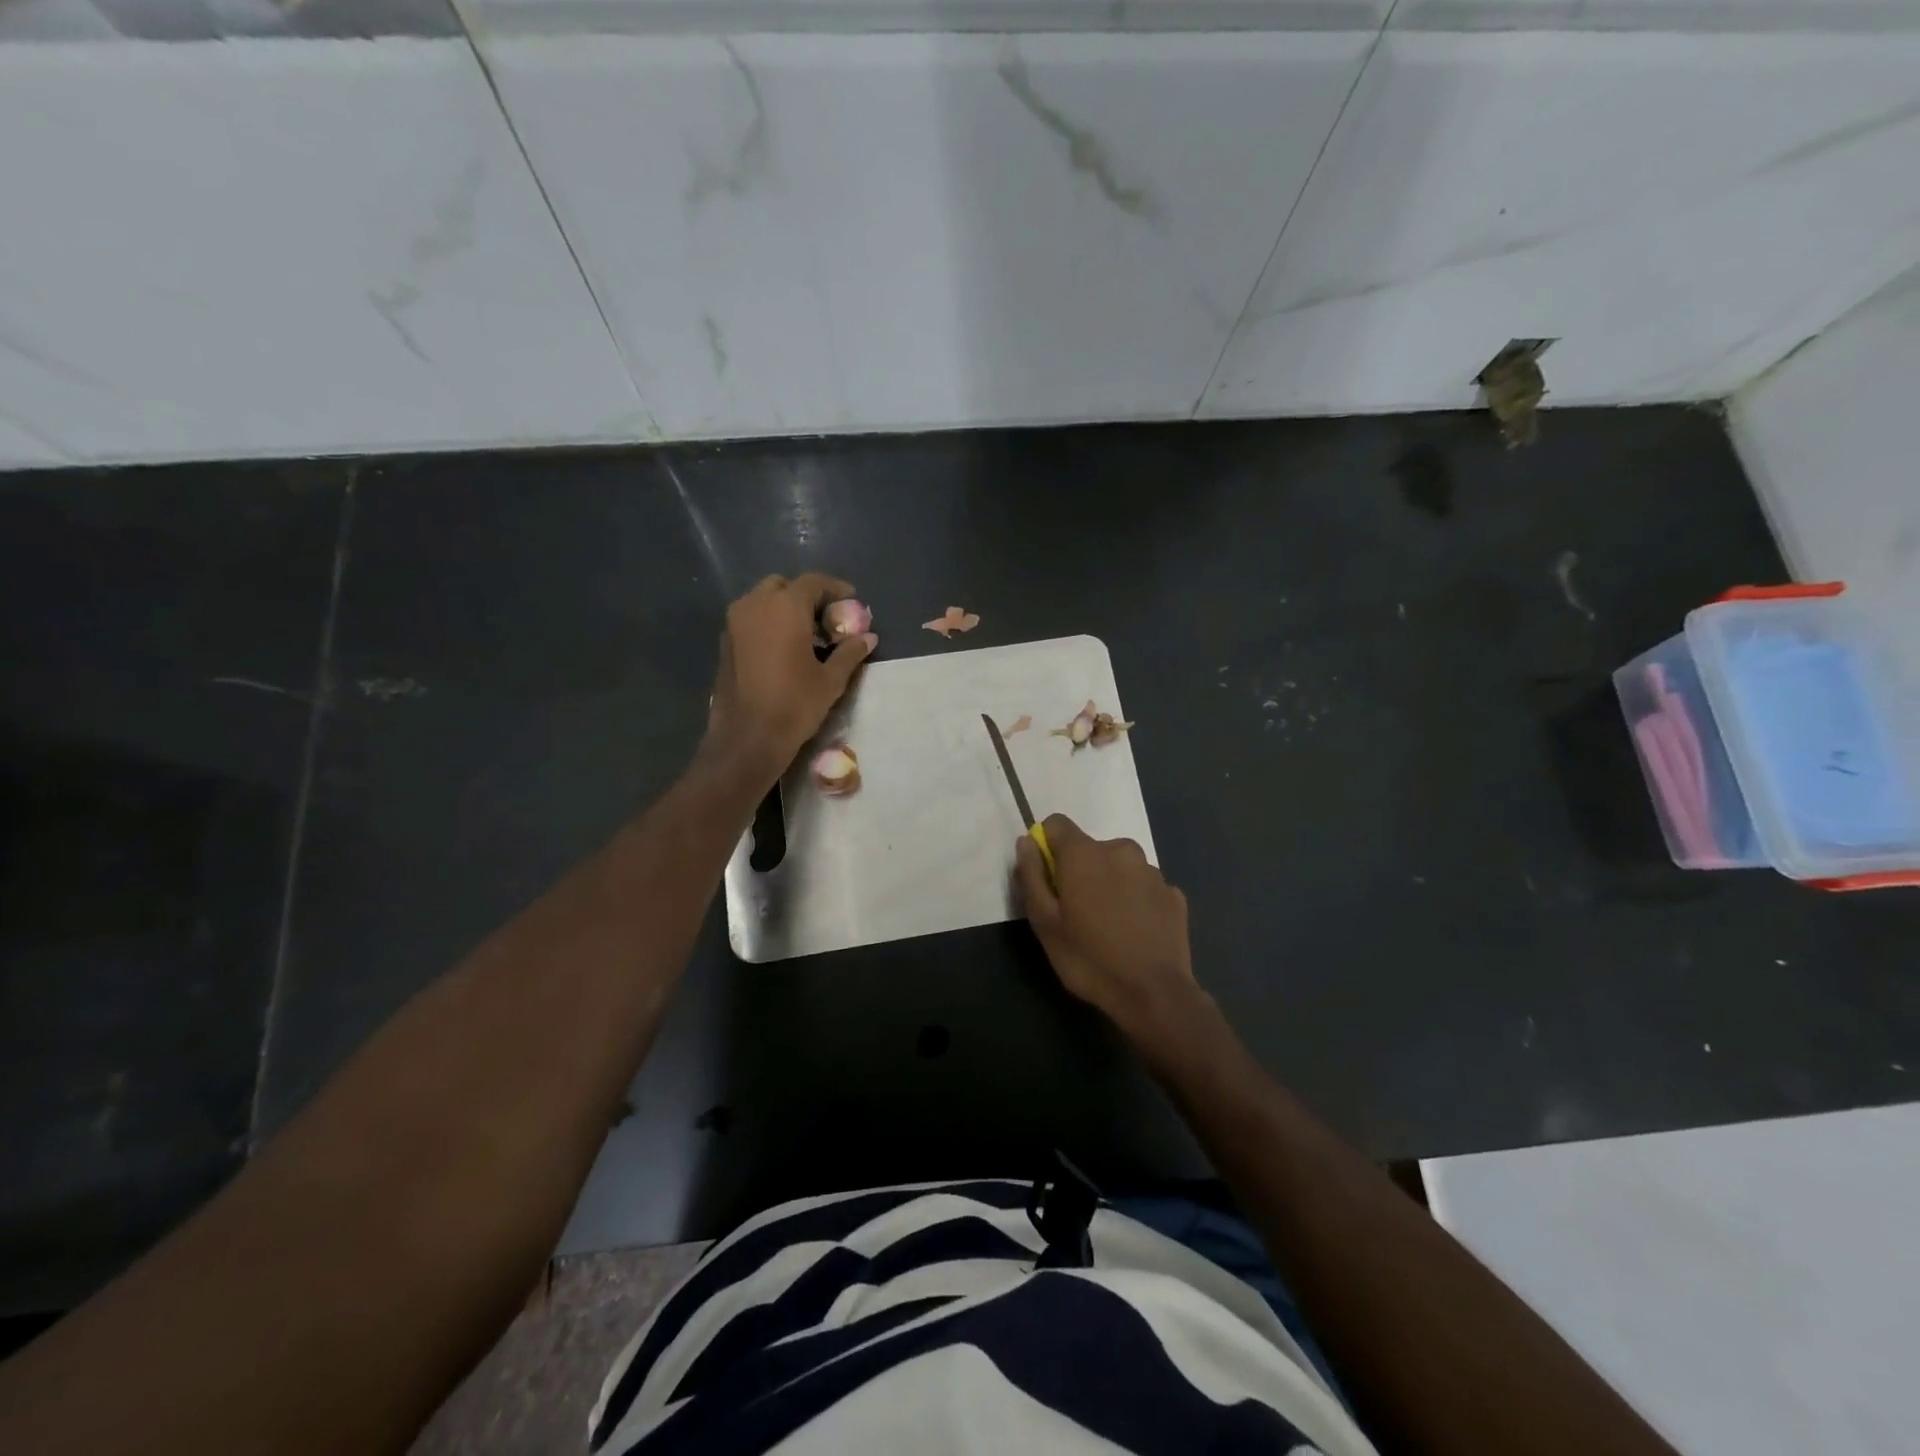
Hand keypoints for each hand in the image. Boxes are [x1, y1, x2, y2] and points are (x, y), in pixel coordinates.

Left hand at [705, 573, 875, 779]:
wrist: (748, 737)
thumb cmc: (795, 705)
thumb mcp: (831, 680)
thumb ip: (850, 652)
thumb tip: (869, 637)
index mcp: (785, 607)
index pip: (813, 582)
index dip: (835, 588)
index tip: (851, 600)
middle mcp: (755, 605)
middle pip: (784, 586)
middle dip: (806, 596)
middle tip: (826, 618)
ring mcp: (735, 623)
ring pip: (762, 600)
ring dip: (784, 608)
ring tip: (806, 634)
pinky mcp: (725, 642)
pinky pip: (750, 619)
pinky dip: (768, 623)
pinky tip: (783, 648)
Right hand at [1015, 815, 1205, 1042]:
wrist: (1154, 994)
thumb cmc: (1089, 958)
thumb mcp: (1044, 923)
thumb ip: (1031, 876)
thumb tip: (1026, 842)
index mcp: (1085, 853)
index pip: (1057, 824)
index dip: (1047, 847)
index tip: (1048, 880)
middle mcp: (1121, 850)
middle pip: (1090, 848)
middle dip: (1080, 871)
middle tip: (1077, 914)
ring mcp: (1152, 871)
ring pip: (1119, 867)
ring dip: (1110, 885)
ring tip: (1109, 926)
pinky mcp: (1174, 894)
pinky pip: (1144, 887)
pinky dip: (1135, 901)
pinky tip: (1135, 933)